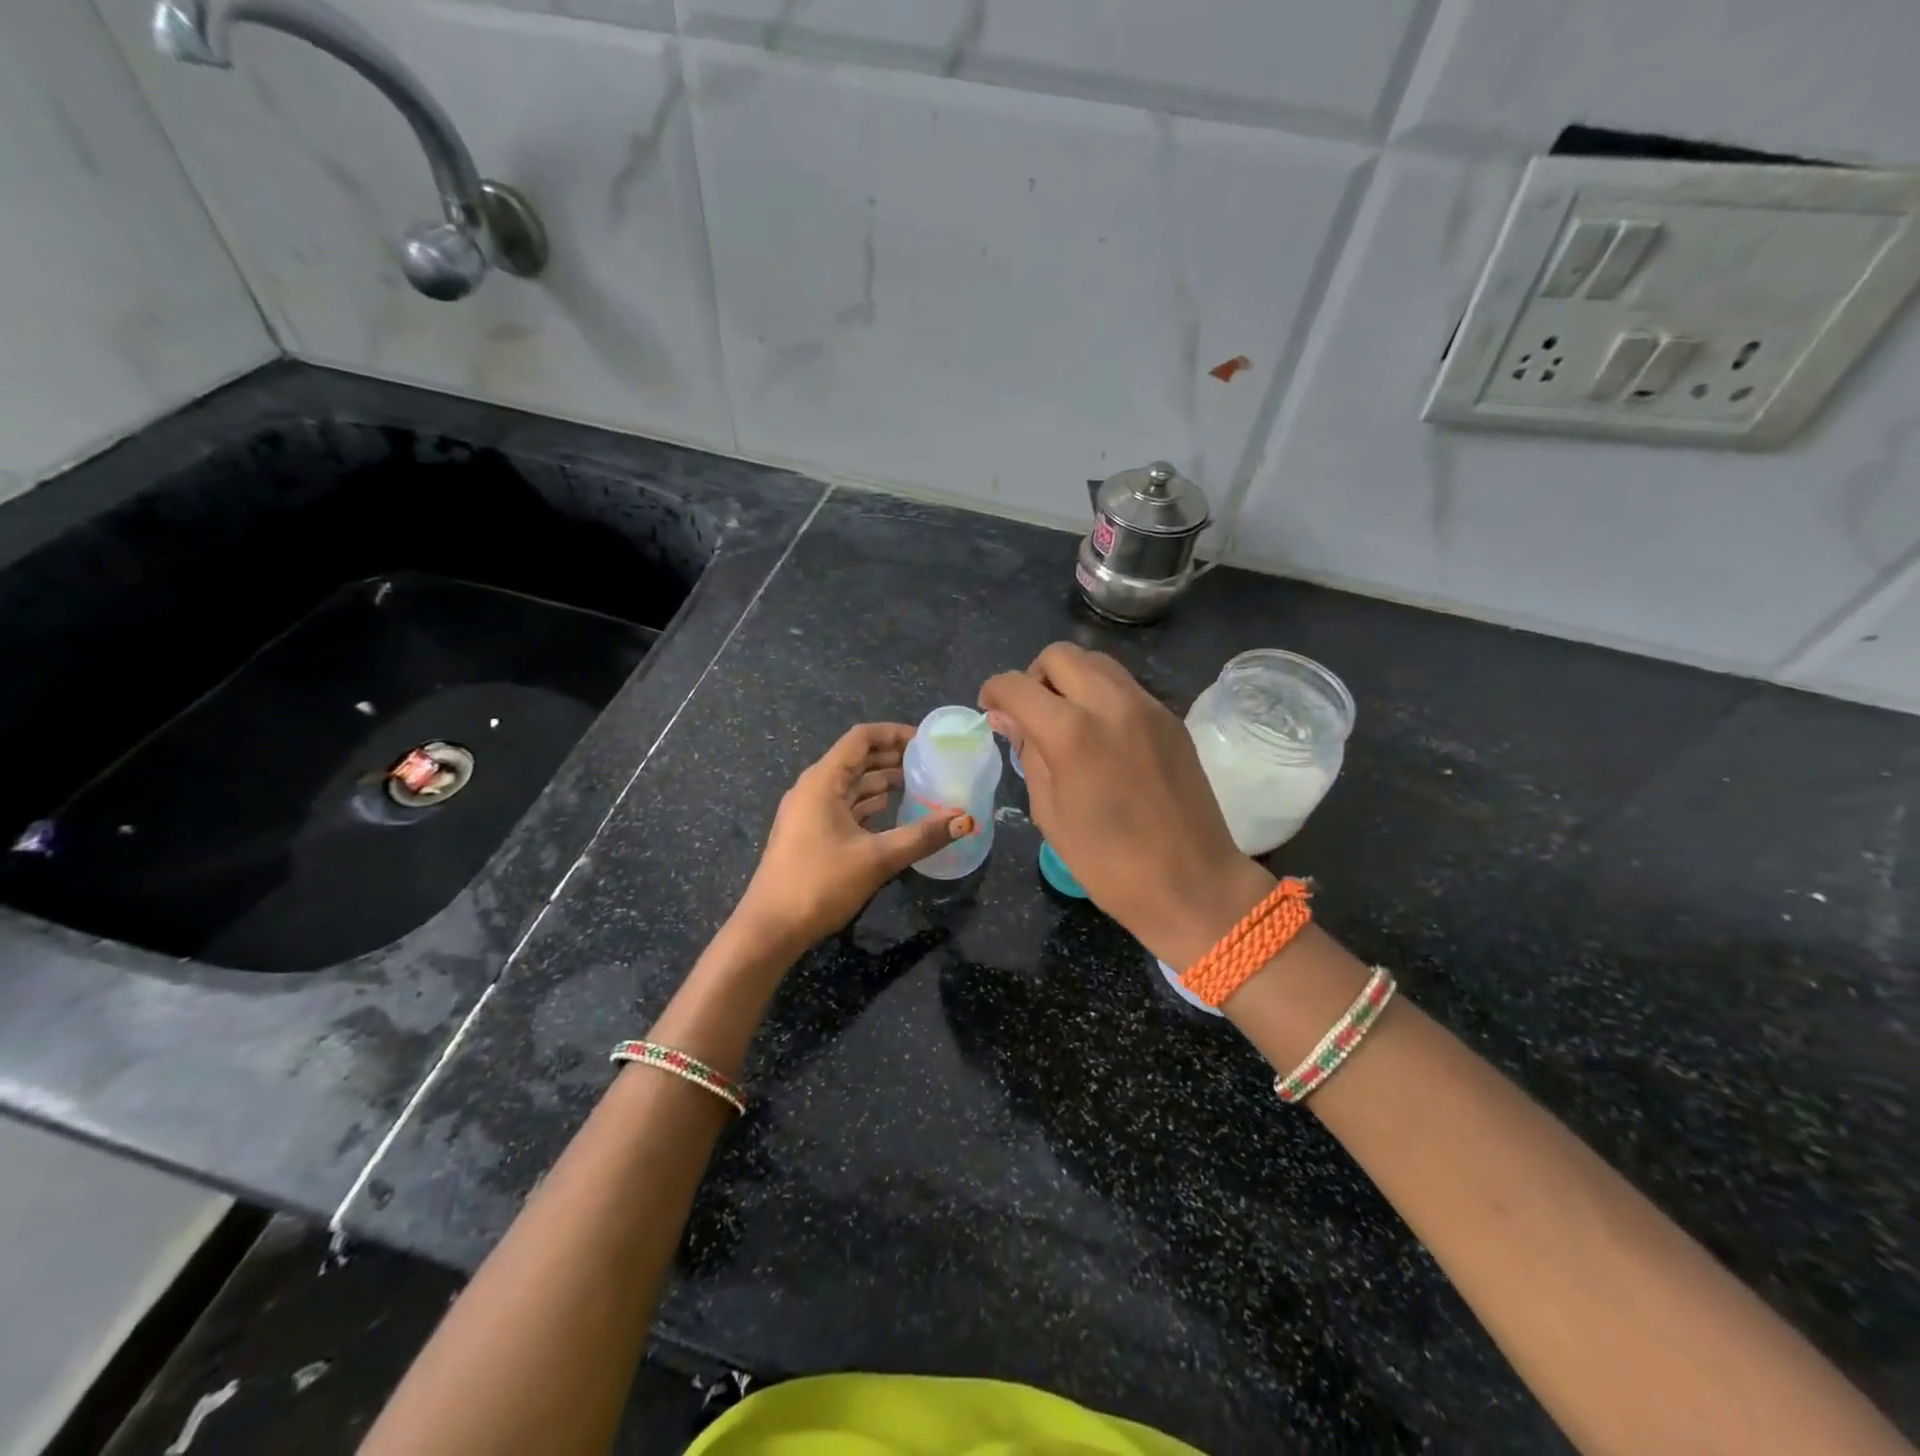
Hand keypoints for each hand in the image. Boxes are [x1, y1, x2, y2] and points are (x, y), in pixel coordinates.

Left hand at [733, 722, 969, 952]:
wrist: (770, 929)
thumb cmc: (819, 884)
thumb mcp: (877, 858)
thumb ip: (923, 836)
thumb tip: (966, 820)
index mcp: (822, 781)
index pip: (861, 738)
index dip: (894, 733)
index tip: (927, 742)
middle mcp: (813, 788)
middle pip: (857, 759)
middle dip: (893, 757)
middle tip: (931, 763)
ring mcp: (809, 812)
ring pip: (851, 784)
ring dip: (883, 781)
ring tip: (920, 785)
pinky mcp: (810, 834)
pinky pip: (845, 806)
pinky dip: (870, 804)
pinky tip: (894, 813)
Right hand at [981, 644, 1273, 968]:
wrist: (1192, 883)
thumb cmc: (1109, 863)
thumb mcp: (1051, 814)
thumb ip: (1028, 755)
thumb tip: (1008, 719)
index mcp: (1072, 733)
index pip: (1018, 686)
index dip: (994, 692)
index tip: (991, 711)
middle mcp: (1111, 704)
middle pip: (1060, 655)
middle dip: (1034, 676)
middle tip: (1030, 714)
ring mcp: (1147, 707)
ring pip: (1097, 662)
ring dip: (1070, 679)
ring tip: (1065, 720)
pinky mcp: (1170, 718)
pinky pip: (1125, 686)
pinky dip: (1101, 695)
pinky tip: (1101, 735)